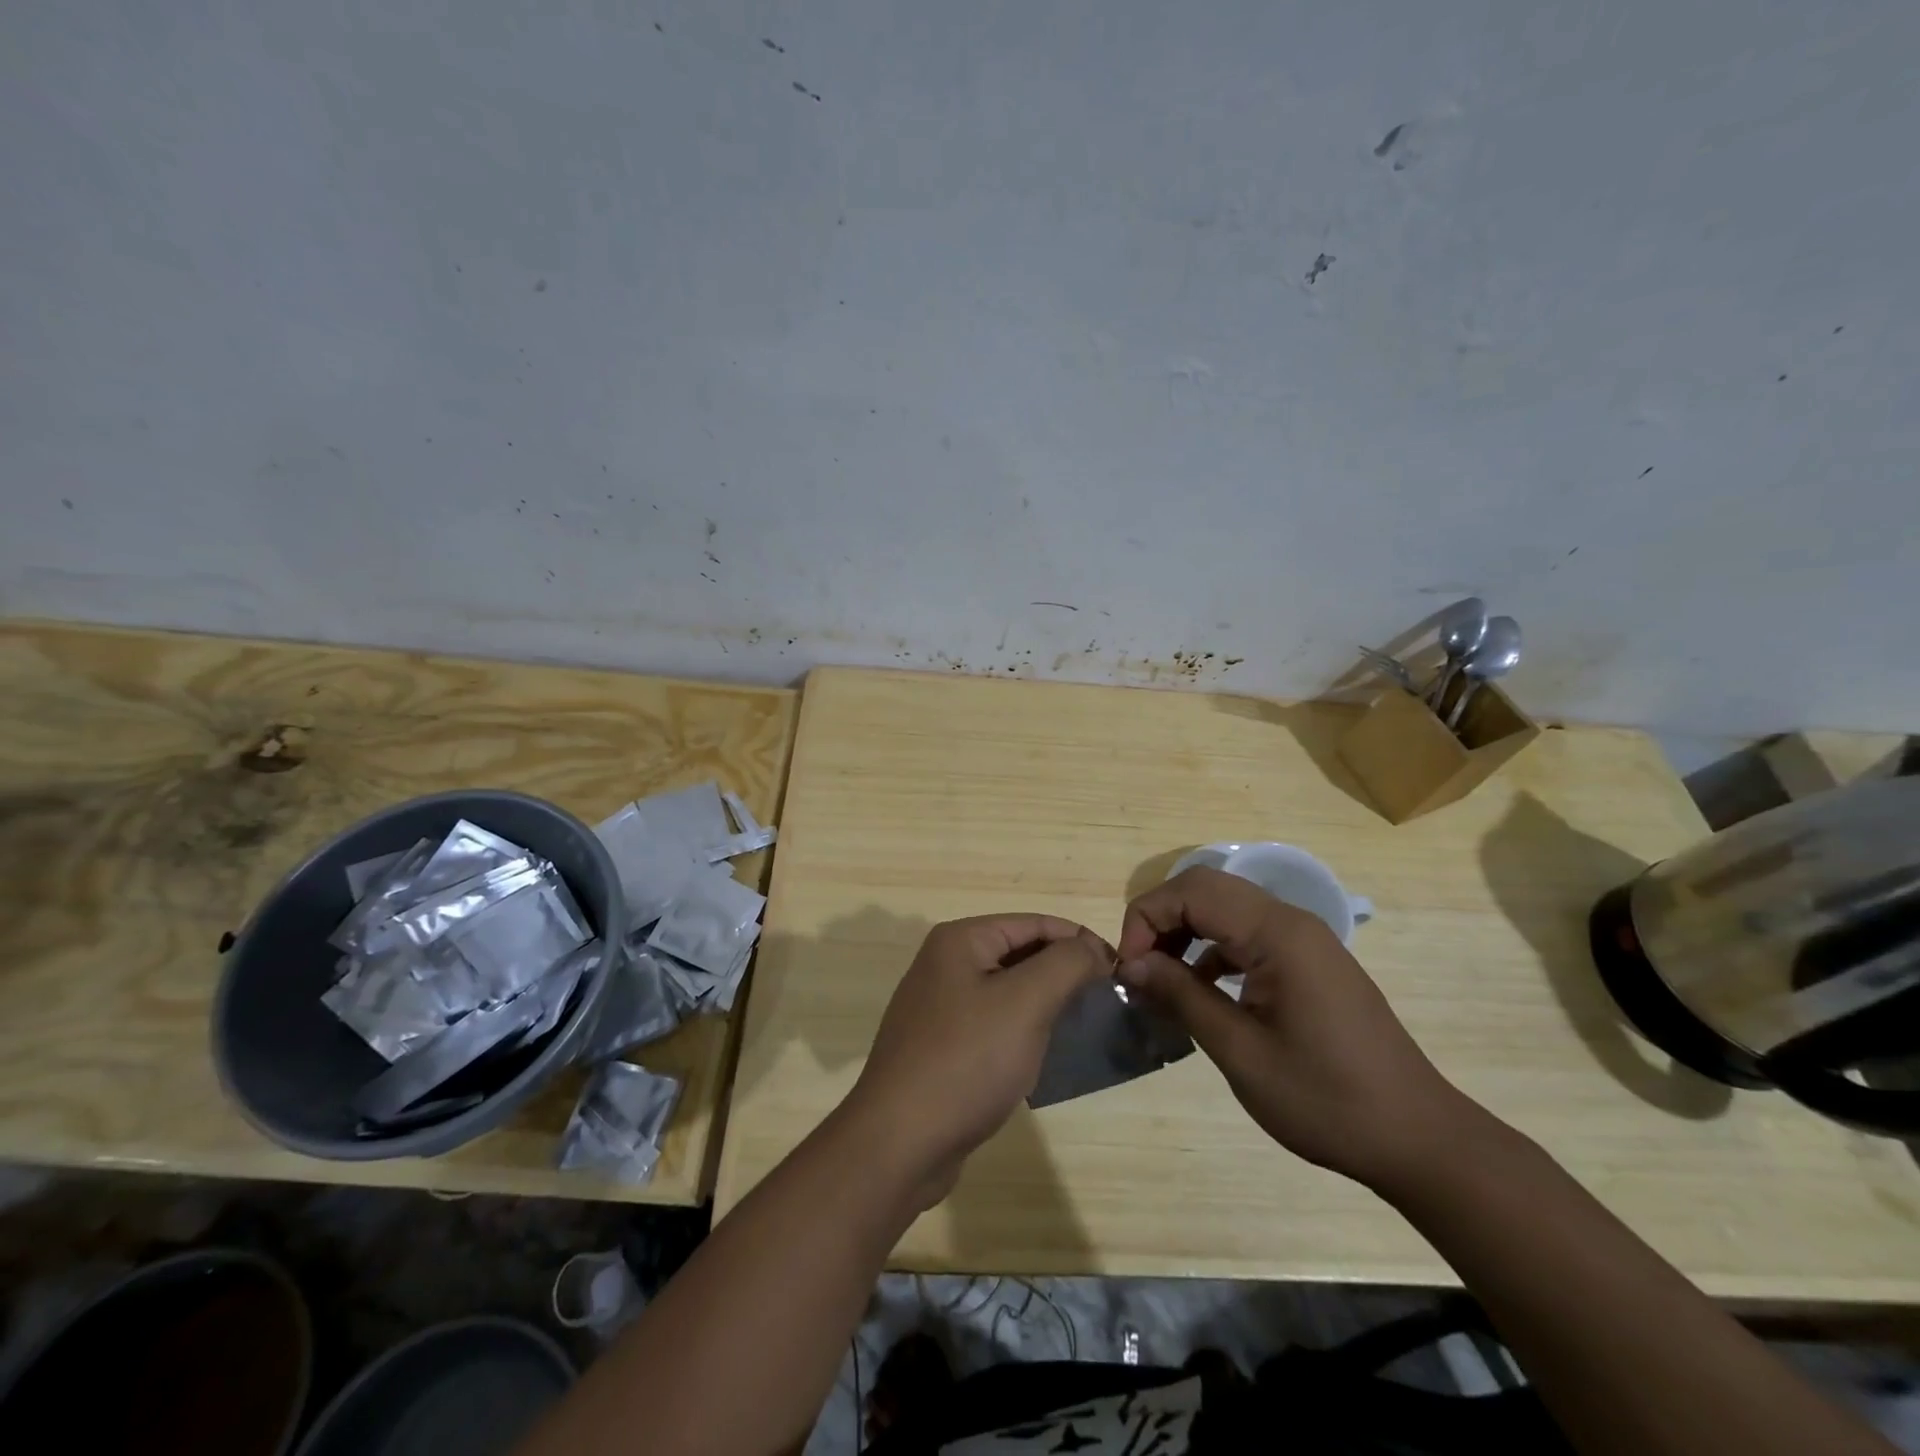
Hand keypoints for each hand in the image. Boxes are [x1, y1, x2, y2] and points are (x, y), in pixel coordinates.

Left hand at [845, 915, 1111, 1203]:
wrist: (900, 1142)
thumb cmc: (967, 1060)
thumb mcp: (1026, 1002)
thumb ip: (1066, 964)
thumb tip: (1093, 947)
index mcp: (960, 941)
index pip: (1034, 923)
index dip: (1080, 941)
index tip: (1120, 970)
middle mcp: (944, 964)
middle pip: (1020, 953)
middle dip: (1064, 971)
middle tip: (1108, 1000)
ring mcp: (939, 1006)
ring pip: (1008, 990)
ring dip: (1045, 1002)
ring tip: (1084, 1026)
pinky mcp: (941, 1046)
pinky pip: (993, 1023)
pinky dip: (1022, 1030)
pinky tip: (1045, 1054)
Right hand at [1117, 867, 1477, 1192]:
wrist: (1418, 1139)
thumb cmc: (1326, 1098)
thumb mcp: (1240, 1051)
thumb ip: (1182, 996)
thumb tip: (1132, 964)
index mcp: (1277, 933)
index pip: (1191, 891)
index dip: (1147, 919)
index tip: (1129, 970)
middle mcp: (1290, 921)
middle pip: (1206, 890)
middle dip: (1161, 921)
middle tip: (1140, 970)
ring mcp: (1304, 940)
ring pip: (1225, 909)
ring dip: (1185, 933)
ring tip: (1162, 981)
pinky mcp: (1309, 962)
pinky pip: (1247, 935)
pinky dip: (1212, 951)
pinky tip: (1201, 992)